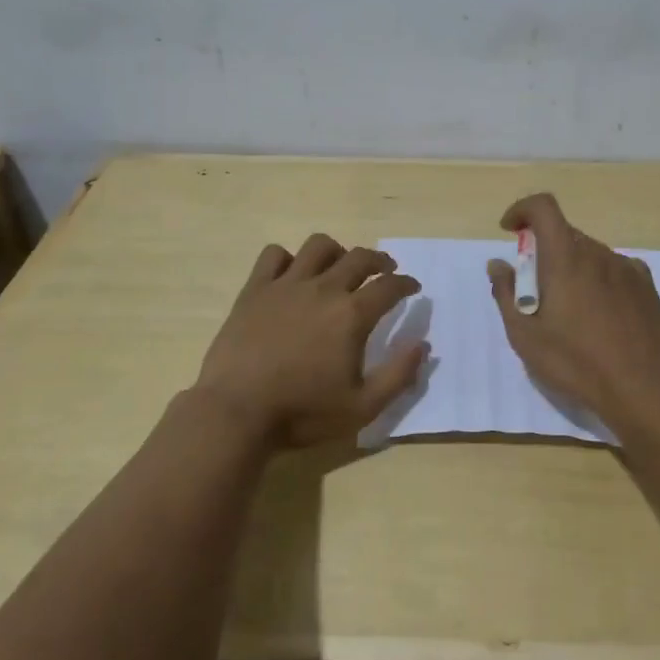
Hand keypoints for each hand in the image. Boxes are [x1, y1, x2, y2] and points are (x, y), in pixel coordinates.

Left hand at [195, 234, 426, 448]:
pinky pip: (274, 255)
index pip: (389, 286)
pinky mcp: (255, 289)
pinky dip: (288, 259)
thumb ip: (398, 375)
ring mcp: (286, 284)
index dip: (406, 284)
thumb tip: (423, 345)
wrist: (236, 412)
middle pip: (359, 258)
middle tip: (385, 270)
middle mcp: (323, 289)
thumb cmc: (302, 413)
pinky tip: (291, 274)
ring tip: (339, 265)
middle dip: (379, 260)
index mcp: (351, 315)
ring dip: (337, 251)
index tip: (412, 287)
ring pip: (319, 246)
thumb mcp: (362, 407)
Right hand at [486, 193, 659, 428]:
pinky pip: (614, 269)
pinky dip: (599, 279)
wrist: (643, 387)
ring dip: (572, 268)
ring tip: (571, 311)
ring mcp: (626, 267)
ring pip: (590, 253)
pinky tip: (601, 314)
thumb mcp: (525, 335)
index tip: (510, 230)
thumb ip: (506, 293)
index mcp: (565, 258)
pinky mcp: (646, 285)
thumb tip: (498, 263)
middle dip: (544, 251)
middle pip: (564, 234)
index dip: (522, 210)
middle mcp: (597, 253)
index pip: (543, 208)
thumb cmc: (576, 362)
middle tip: (536, 292)